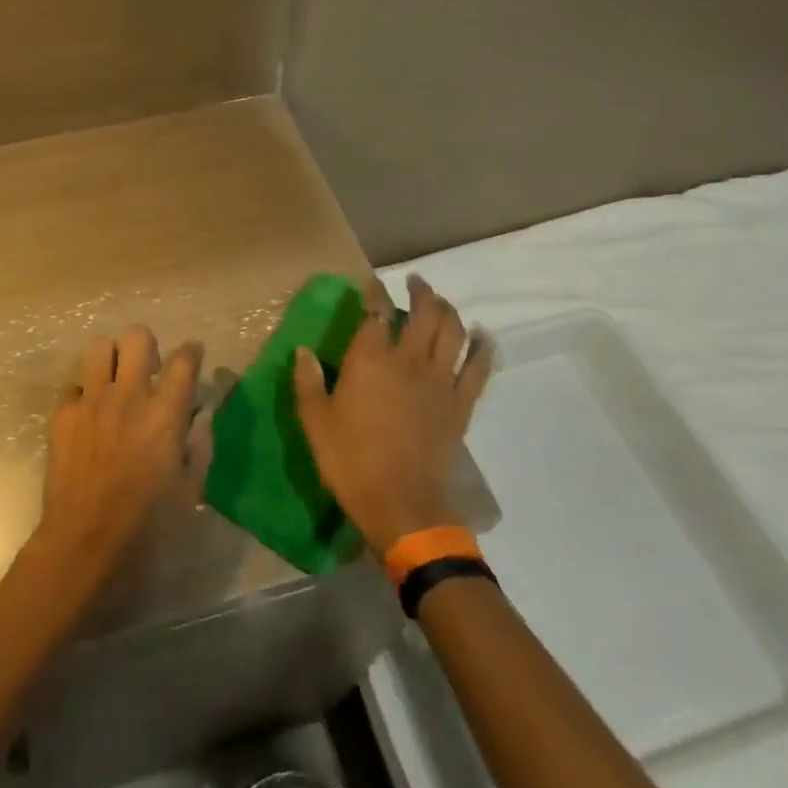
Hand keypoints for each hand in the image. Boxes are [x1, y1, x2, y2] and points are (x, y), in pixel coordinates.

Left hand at [34, 326, 202, 571]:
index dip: (191, 351)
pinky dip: (84, 392)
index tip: (192, 354)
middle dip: (147, 346)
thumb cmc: (147, 523)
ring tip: (115, 380)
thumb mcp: (190, 489)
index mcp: (164, 413)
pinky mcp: (62, 414)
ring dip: (112, 358)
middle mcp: (128, 395)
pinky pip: (73, 384)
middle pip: (138, 337)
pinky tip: (89, 413)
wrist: (85, 541)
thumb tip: (201, 415)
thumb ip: (200, 445)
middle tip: (148, 369)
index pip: (183, 361)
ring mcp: (91, 401)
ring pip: (99, 347)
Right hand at [293, 275, 495, 555]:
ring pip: (453, 332)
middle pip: (424, 314)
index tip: (372, 285)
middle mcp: (408, 361)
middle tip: (415, 283)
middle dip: (421, 292)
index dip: (375, 294)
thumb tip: (303, 351)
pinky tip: (483, 337)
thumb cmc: (350, 461)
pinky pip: (478, 368)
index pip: (376, 313)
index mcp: (370, 360)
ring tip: (441, 302)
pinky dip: (483, 348)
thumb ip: (308, 382)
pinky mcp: (460, 404)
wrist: (401, 504)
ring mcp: (439, 381)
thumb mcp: (315, 422)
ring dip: (448, 310)